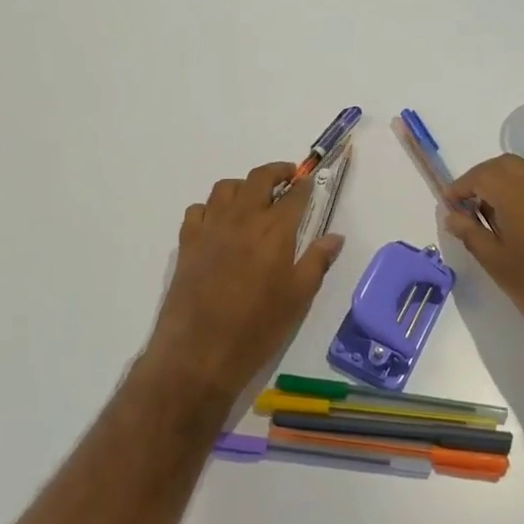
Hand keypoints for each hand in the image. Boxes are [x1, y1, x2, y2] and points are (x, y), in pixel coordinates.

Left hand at [145, 161, 345, 402]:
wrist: (200, 351)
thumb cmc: (257, 327)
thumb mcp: (298, 298)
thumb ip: (317, 261)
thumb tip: (335, 237)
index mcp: (275, 230)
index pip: (294, 194)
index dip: (304, 185)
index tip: (310, 182)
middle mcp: (243, 218)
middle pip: (259, 178)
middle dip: (277, 172)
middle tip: (287, 178)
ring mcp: (211, 226)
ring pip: (226, 187)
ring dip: (243, 186)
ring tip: (253, 198)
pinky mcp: (187, 241)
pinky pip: (198, 209)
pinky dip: (211, 207)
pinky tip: (219, 223)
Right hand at [441, 155, 523, 366]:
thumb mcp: (497, 264)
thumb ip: (471, 234)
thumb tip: (452, 215)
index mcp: (518, 193)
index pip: (481, 175)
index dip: (461, 187)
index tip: (449, 205)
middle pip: (505, 165)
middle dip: (483, 179)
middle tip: (469, 206)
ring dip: (507, 181)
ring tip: (496, 213)